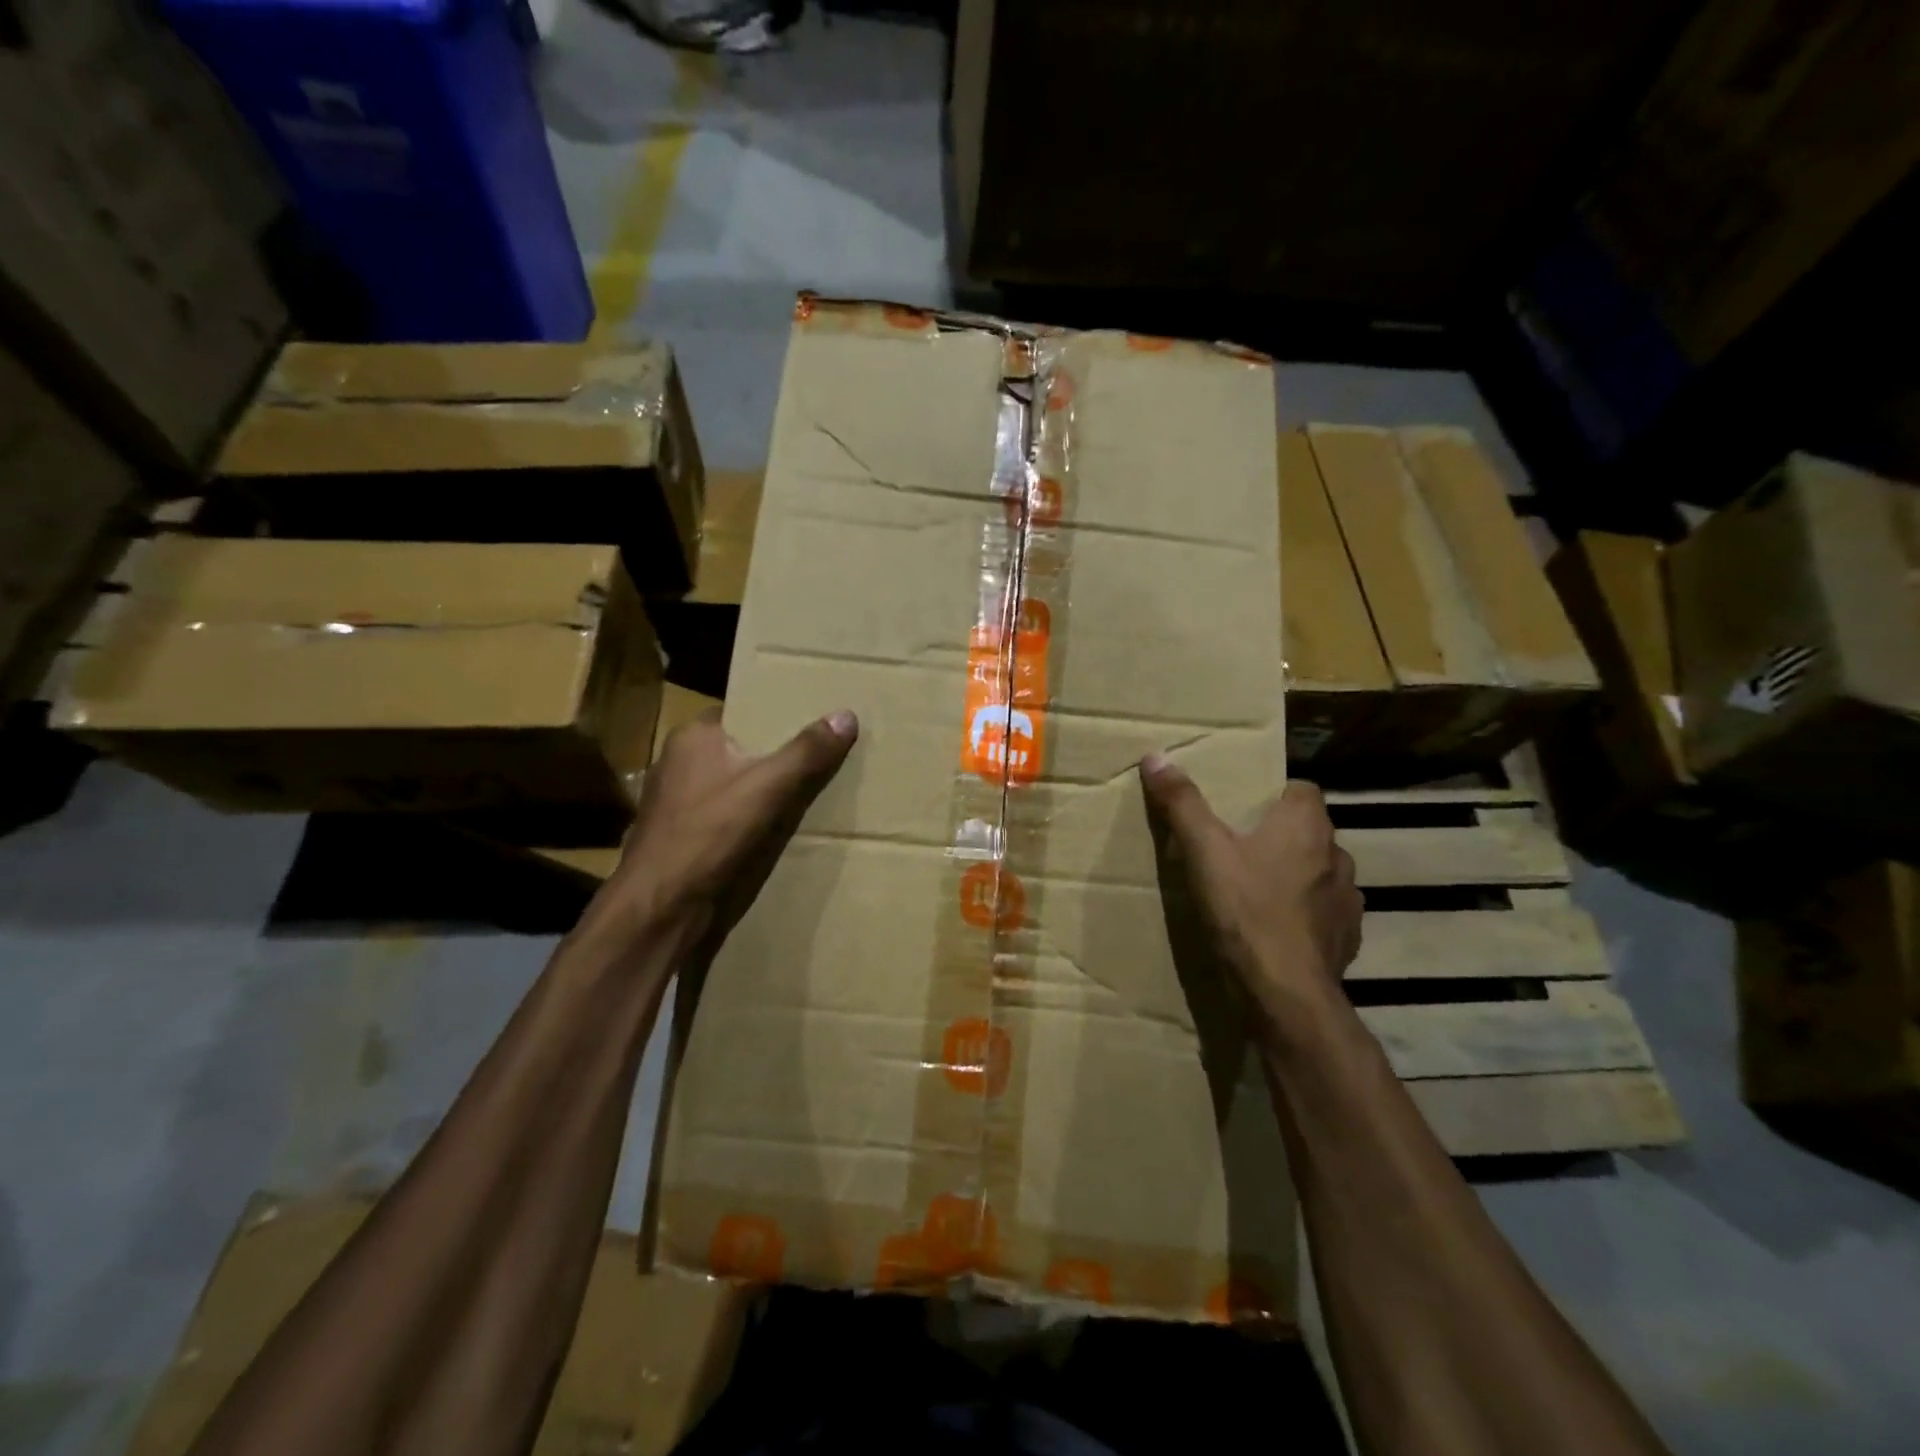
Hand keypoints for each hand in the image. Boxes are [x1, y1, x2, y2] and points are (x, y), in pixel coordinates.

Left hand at [581, 708, 857, 954]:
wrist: (661, 910)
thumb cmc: (708, 836)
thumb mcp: (768, 788)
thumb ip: (807, 752)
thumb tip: (846, 715)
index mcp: (693, 739)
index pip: (742, 713)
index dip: (777, 716)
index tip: (815, 721)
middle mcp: (680, 765)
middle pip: (742, 751)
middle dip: (777, 757)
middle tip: (825, 757)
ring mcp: (679, 805)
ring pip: (736, 787)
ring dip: (766, 793)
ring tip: (813, 793)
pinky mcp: (685, 840)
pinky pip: (729, 819)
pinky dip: (752, 822)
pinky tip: (781, 831)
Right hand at [1139, 755, 1362, 1035]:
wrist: (1284, 993)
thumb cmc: (1245, 910)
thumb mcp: (1203, 851)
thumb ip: (1182, 803)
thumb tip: (1157, 756)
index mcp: (1307, 825)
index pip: (1302, 789)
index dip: (1274, 794)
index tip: (1243, 809)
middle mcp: (1337, 854)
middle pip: (1309, 831)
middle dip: (1280, 835)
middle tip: (1239, 847)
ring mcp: (1348, 899)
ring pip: (1319, 872)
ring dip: (1295, 875)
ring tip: (1257, 889)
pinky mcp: (1348, 937)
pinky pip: (1325, 912)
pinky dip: (1304, 913)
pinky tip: (1276, 927)